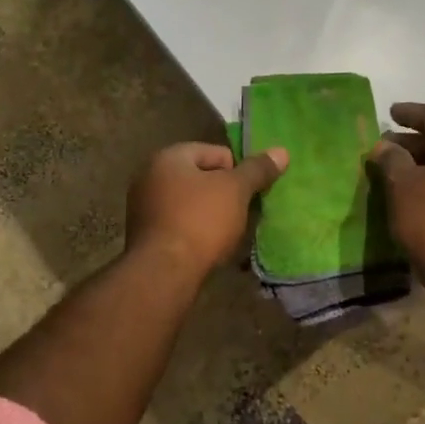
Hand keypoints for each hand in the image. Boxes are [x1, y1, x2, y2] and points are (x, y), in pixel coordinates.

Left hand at [126, 142, 288, 277]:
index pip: (215, 152)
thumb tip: (281, 151)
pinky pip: (178, 224)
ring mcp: (143, 207)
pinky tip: (208, 247)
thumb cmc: (201, 221)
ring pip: (190, 202)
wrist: (164, 272)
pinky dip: (195, 231)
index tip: (248, 194)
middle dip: (223, 193)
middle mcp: (149, 176)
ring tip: (227, 232)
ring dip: (210, 213)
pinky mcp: (145, 236)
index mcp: (169, 157)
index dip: (237, 171)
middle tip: (241, 213)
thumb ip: (257, 170)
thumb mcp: (236, 191)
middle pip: (201, 177)